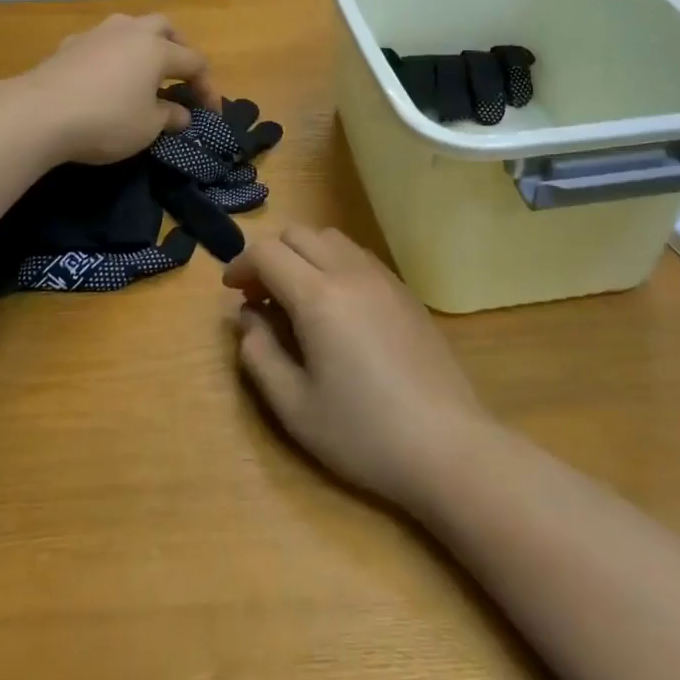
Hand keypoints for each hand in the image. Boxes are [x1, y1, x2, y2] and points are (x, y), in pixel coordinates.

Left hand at [25, 14, 220, 164]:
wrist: (38, 113)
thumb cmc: (106, 120)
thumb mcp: (148, 127)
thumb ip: (170, 117)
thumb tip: (182, 114)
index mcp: (157, 49)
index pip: (195, 61)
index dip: (207, 87)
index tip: (210, 113)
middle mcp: (130, 32)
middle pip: (164, 27)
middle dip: (178, 47)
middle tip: (179, 75)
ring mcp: (96, 34)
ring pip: (130, 27)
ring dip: (142, 44)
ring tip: (142, 71)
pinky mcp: (68, 45)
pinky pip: (101, 42)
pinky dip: (112, 55)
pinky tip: (105, 77)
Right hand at [225, 226, 493, 512]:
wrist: (447, 445)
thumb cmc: (363, 433)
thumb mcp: (294, 407)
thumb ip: (259, 354)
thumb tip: (248, 317)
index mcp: (319, 297)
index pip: (268, 252)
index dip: (241, 265)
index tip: (232, 293)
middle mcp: (351, 273)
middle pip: (299, 234)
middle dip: (271, 256)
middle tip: (260, 296)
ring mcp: (384, 278)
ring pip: (332, 239)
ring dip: (304, 255)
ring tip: (297, 299)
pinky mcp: (406, 292)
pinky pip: (359, 257)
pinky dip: (334, 264)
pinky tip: (336, 307)